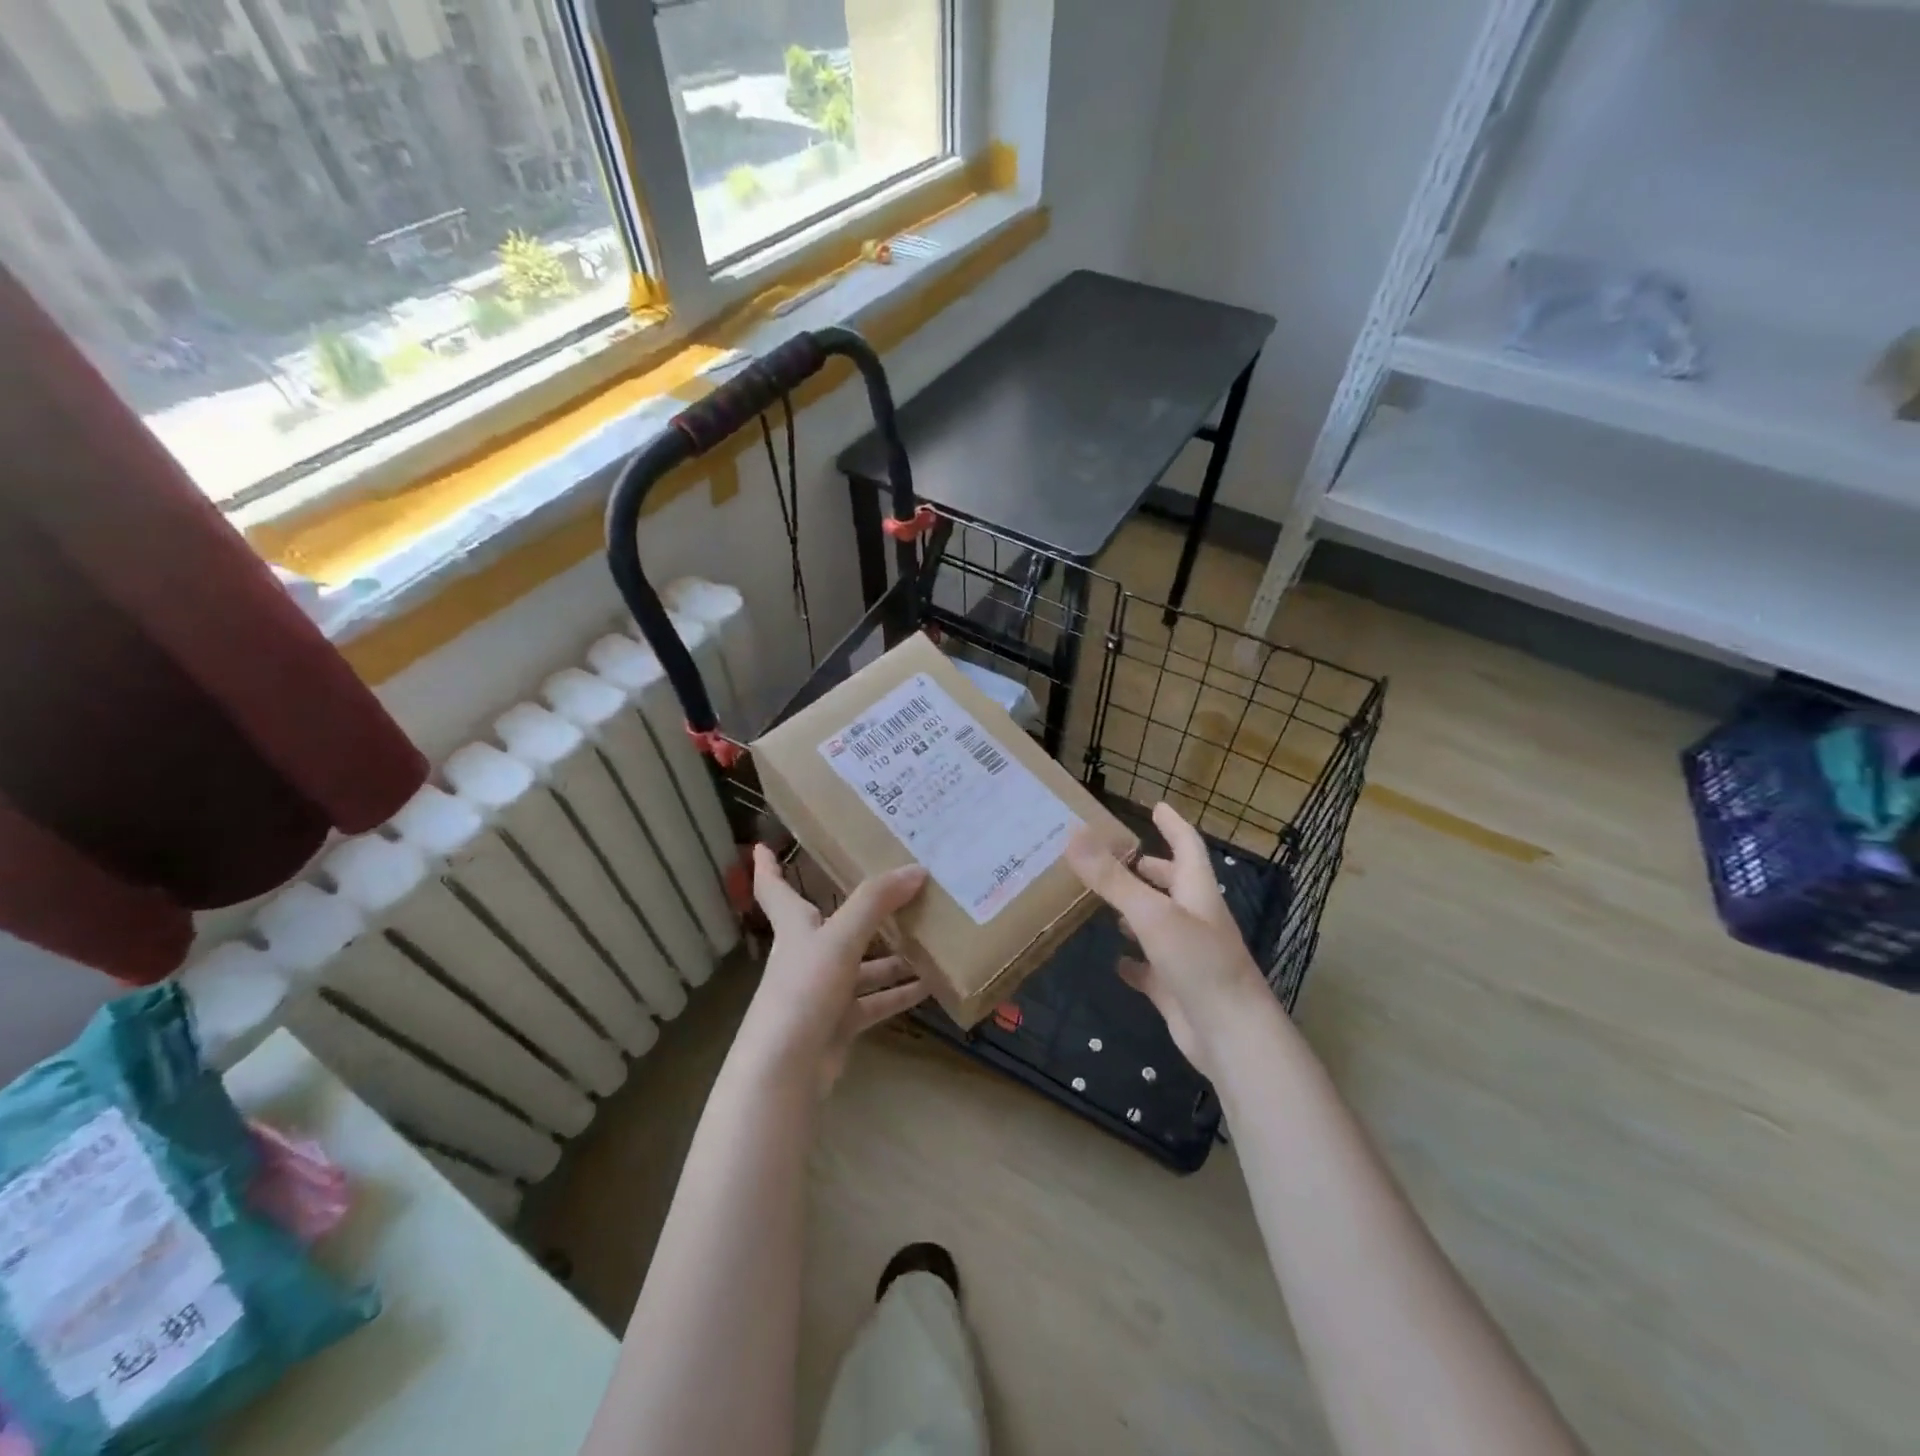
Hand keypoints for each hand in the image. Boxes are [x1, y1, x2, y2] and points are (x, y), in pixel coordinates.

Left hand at [741, 845, 930, 1094]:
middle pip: (837, 923)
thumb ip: (876, 903)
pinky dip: (899, 993)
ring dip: (893, 955)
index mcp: (795, 927)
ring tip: (932, 938)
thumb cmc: (803, 991)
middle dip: (867, 909)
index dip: (767, 866)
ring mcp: (823, 991)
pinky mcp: (839, 1022)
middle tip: (903, 887)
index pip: (774, 889)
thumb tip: (916, 869)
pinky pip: (875, 1001)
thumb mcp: (840, 939)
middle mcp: (808, 954)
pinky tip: (931, 986)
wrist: (786, 1070)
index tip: (763, 844)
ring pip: (863, 965)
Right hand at [1065, 803, 1272, 1077]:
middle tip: (1117, 859)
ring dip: (1138, 913)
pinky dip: (1134, 962)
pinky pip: (1150, 969)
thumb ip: (1112, 878)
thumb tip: (1073, 835)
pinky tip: (1116, 962)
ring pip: (1160, 925)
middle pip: (1174, 885)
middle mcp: (1196, 920)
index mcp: (1197, 893)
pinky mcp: (1176, 989)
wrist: (1231, 1036)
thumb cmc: (1199, 963)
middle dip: (1149, 870)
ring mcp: (1187, 957)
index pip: (1187, 846)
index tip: (1157, 806)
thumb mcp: (1152, 914)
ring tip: (1106, 905)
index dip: (1173, 824)